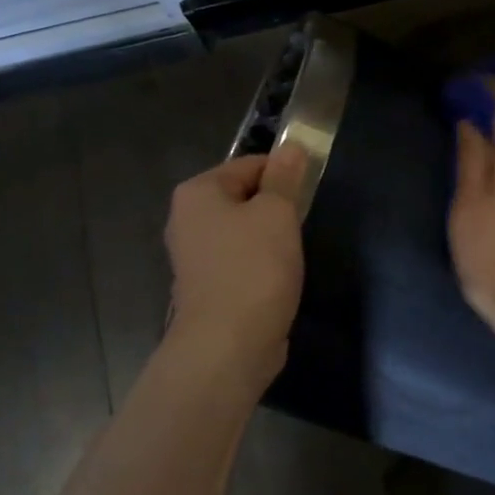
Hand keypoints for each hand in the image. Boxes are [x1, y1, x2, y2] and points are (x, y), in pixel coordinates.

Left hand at [163, 146, 309, 388]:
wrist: (227, 346)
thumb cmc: (253, 268)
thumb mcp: (277, 213)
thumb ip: (285, 178)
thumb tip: (291, 147)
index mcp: (197, 192)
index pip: (249, 164)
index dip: (283, 174)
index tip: (308, 193)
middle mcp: (186, 220)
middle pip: (243, 197)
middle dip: (275, 208)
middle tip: (300, 225)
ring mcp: (193, 257)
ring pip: (243, 232)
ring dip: (269, 239)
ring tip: (291, 255)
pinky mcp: (205, 288)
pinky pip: (239, 262)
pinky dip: (259, 266)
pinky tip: (277, 280)